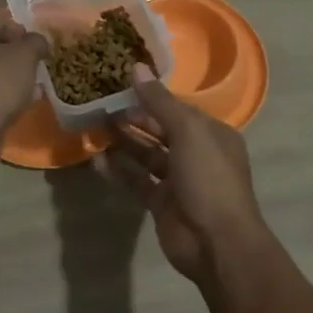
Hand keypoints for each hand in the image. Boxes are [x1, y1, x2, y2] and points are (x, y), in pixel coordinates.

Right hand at [99, 64, 265, 282]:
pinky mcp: (161, 203)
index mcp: (211, 133)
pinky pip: (137, 180)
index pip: (177, 108)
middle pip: (160, 129)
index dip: (151, 95)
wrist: (217, 243)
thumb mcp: (188, 131)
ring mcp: (179, 180)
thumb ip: (159, 101)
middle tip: (101, 104)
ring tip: (95, 126)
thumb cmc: (209, 177)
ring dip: (124, 141)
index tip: (121, 83)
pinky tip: (96, 160)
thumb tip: (137, 68)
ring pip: (147, 154)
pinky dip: (118, 170)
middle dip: (134, 118)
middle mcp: (197, 153)